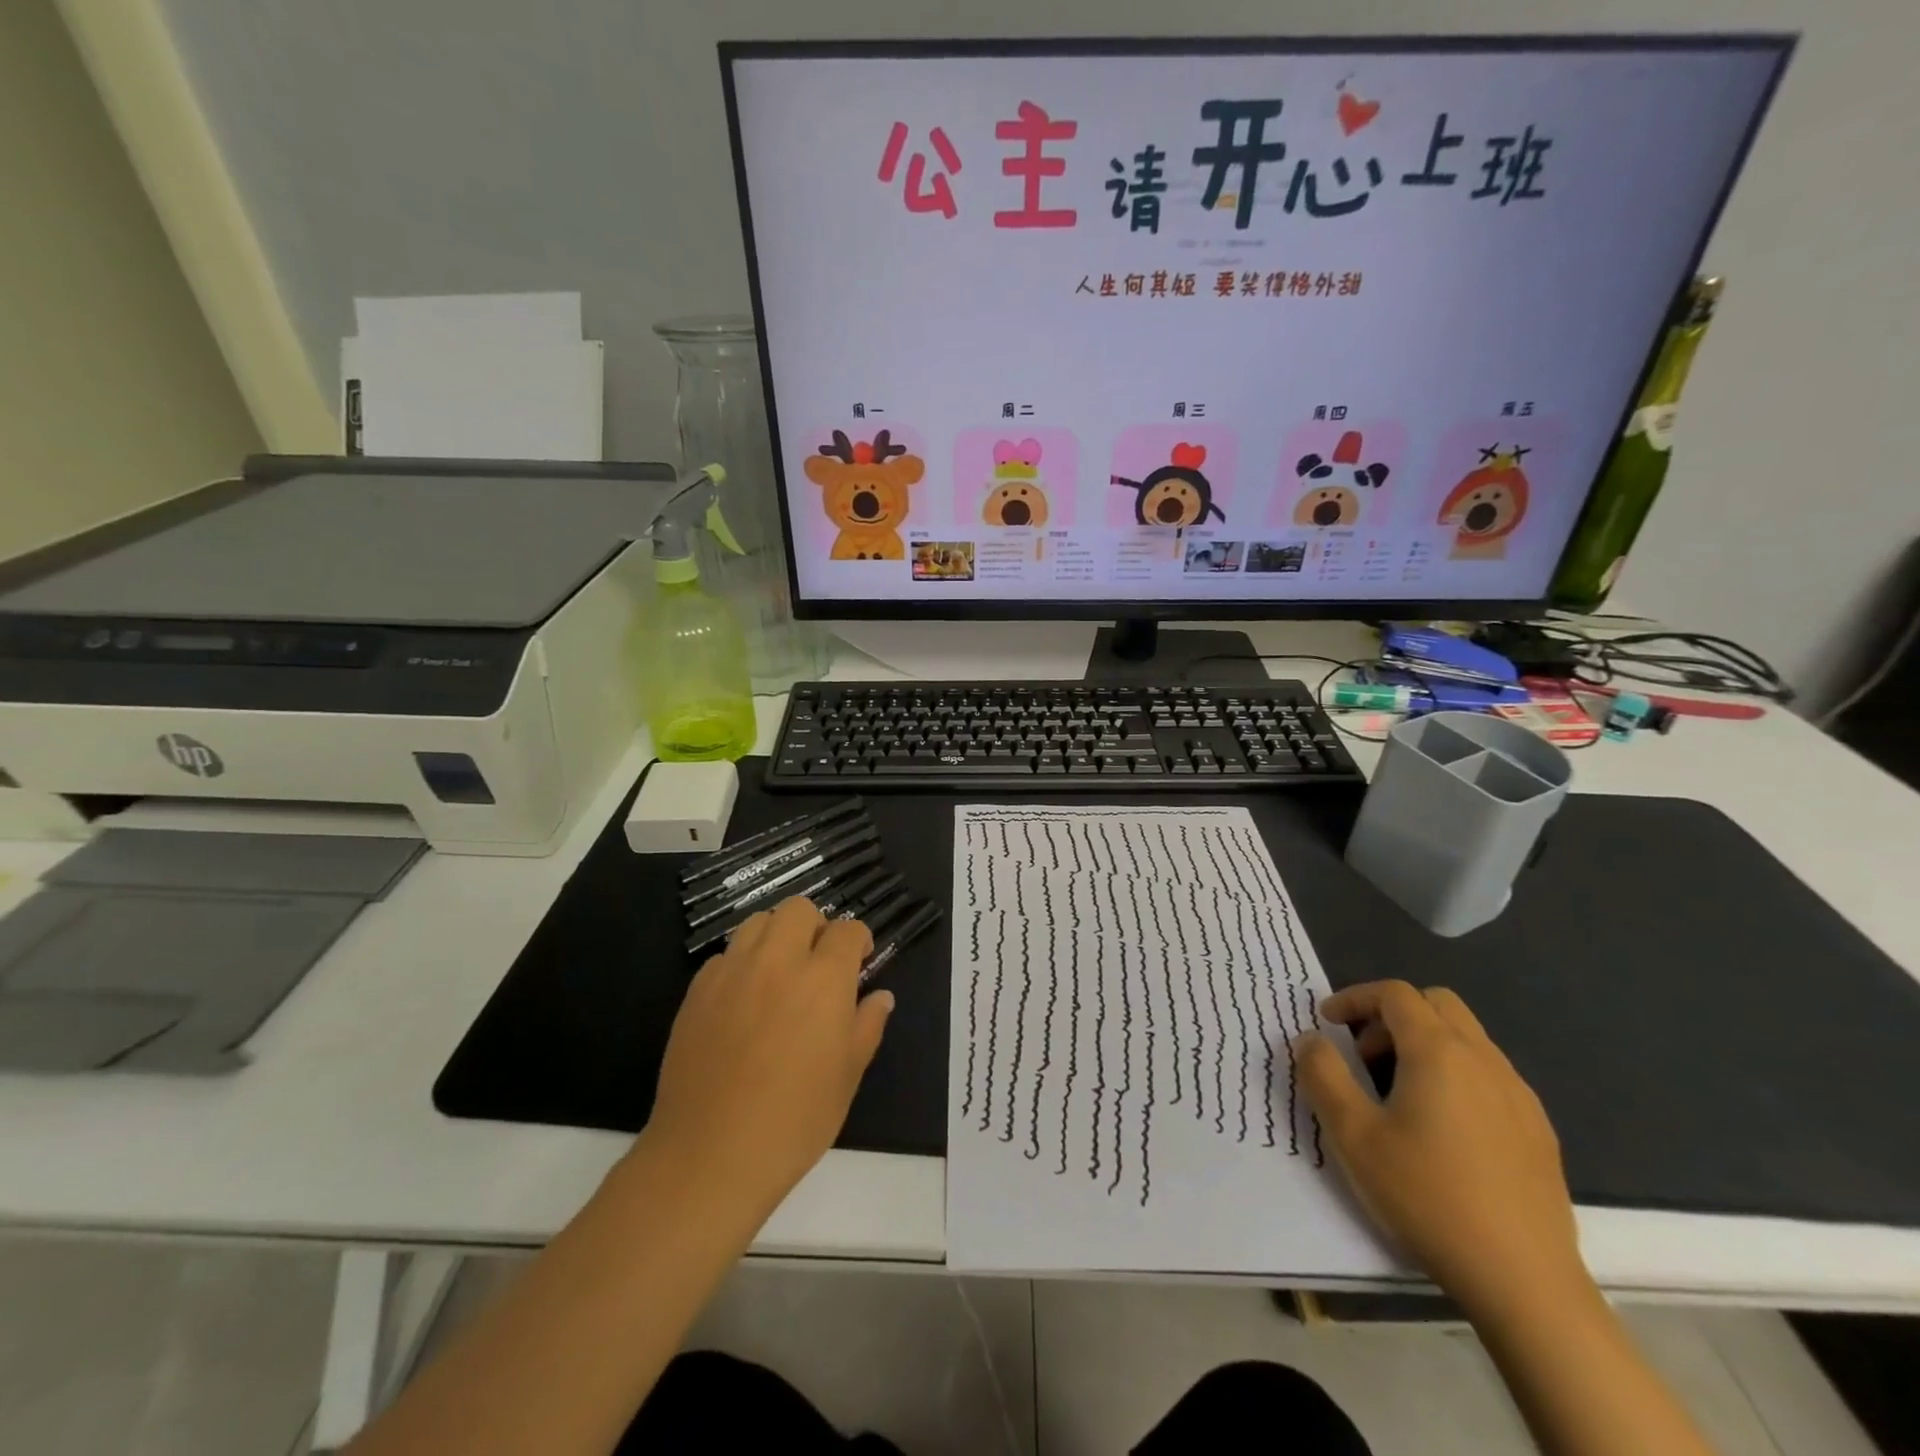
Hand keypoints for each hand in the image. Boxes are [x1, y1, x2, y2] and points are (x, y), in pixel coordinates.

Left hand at [642, 897, 892, 1220]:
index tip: (859, 962)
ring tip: (779, 974)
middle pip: (798, 910)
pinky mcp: (697, 991)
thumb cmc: (794, 1121)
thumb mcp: (847, 1077)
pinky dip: (741, 965)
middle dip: (815, 927)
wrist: (710, 1156)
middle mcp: (777, 961)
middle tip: (818, 964)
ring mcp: (732, 972)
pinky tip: (743, 1002)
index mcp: (823, 979)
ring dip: (776, 937)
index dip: (857, 941)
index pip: (846, 930)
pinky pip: (725, 956)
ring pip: (757, 922)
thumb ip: (867, 1026)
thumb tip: (880, 997)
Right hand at [1296, 980, 1584, 1316]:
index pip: (1395, 994)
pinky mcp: (1538, 1131)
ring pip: (1467, 1038)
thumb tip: (1312, 1040)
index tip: (1326, 1022)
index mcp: (1439, 1052)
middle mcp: (1484, 1060)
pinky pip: (1490, 1075)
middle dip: (1392, 1015)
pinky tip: (1442, 1128)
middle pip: (1437, 1004)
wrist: (1524, 1281)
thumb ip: (1323, 1075)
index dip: (1354, 998)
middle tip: (1364, 1054)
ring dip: (1424, 1044)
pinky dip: (1456, 1075)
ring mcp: (1518, 1095)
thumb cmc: (1427, 1196)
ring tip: (1397, 1093)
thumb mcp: (1353, 1135)